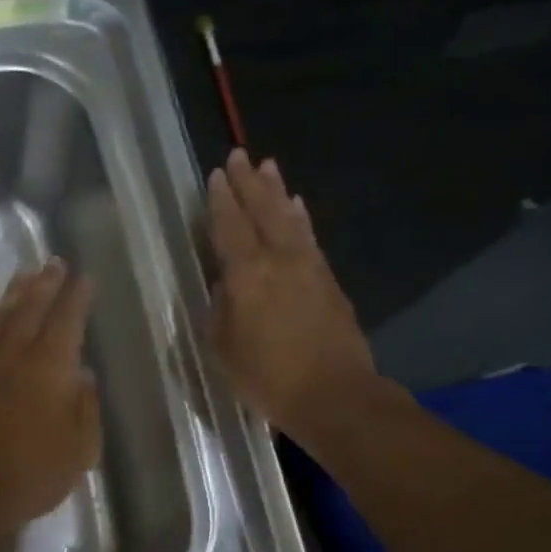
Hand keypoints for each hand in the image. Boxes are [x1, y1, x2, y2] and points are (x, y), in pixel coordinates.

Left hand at [0, 259, 100, 530]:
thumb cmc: (28, 475)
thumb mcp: (78, 451)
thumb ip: (85, 409)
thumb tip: (84, 375)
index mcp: (51, 367)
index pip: (68, 320)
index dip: (77, 297)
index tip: (83, 278)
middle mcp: (15, 352)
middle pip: (32, 307)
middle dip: (46, 283)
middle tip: (53, 262)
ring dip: (13, 291)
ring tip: (24, 272)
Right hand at [207, 149, 384, 438]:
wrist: (333, 395)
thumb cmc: (267, 377)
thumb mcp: (222, 347)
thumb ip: (220, 308)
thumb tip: (227, 285)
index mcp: (246, 274)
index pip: (229, 226)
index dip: (221, 200)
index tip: (217, 175)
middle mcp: (279, 259)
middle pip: (262, 211)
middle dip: (249, 182)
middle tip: (240, 156)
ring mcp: (309, 267)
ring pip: (289, 218)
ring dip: (277, 191)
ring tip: (269, 166)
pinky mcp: (329, 280)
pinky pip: (309, 237)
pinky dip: (300, 218)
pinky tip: (297, 207)